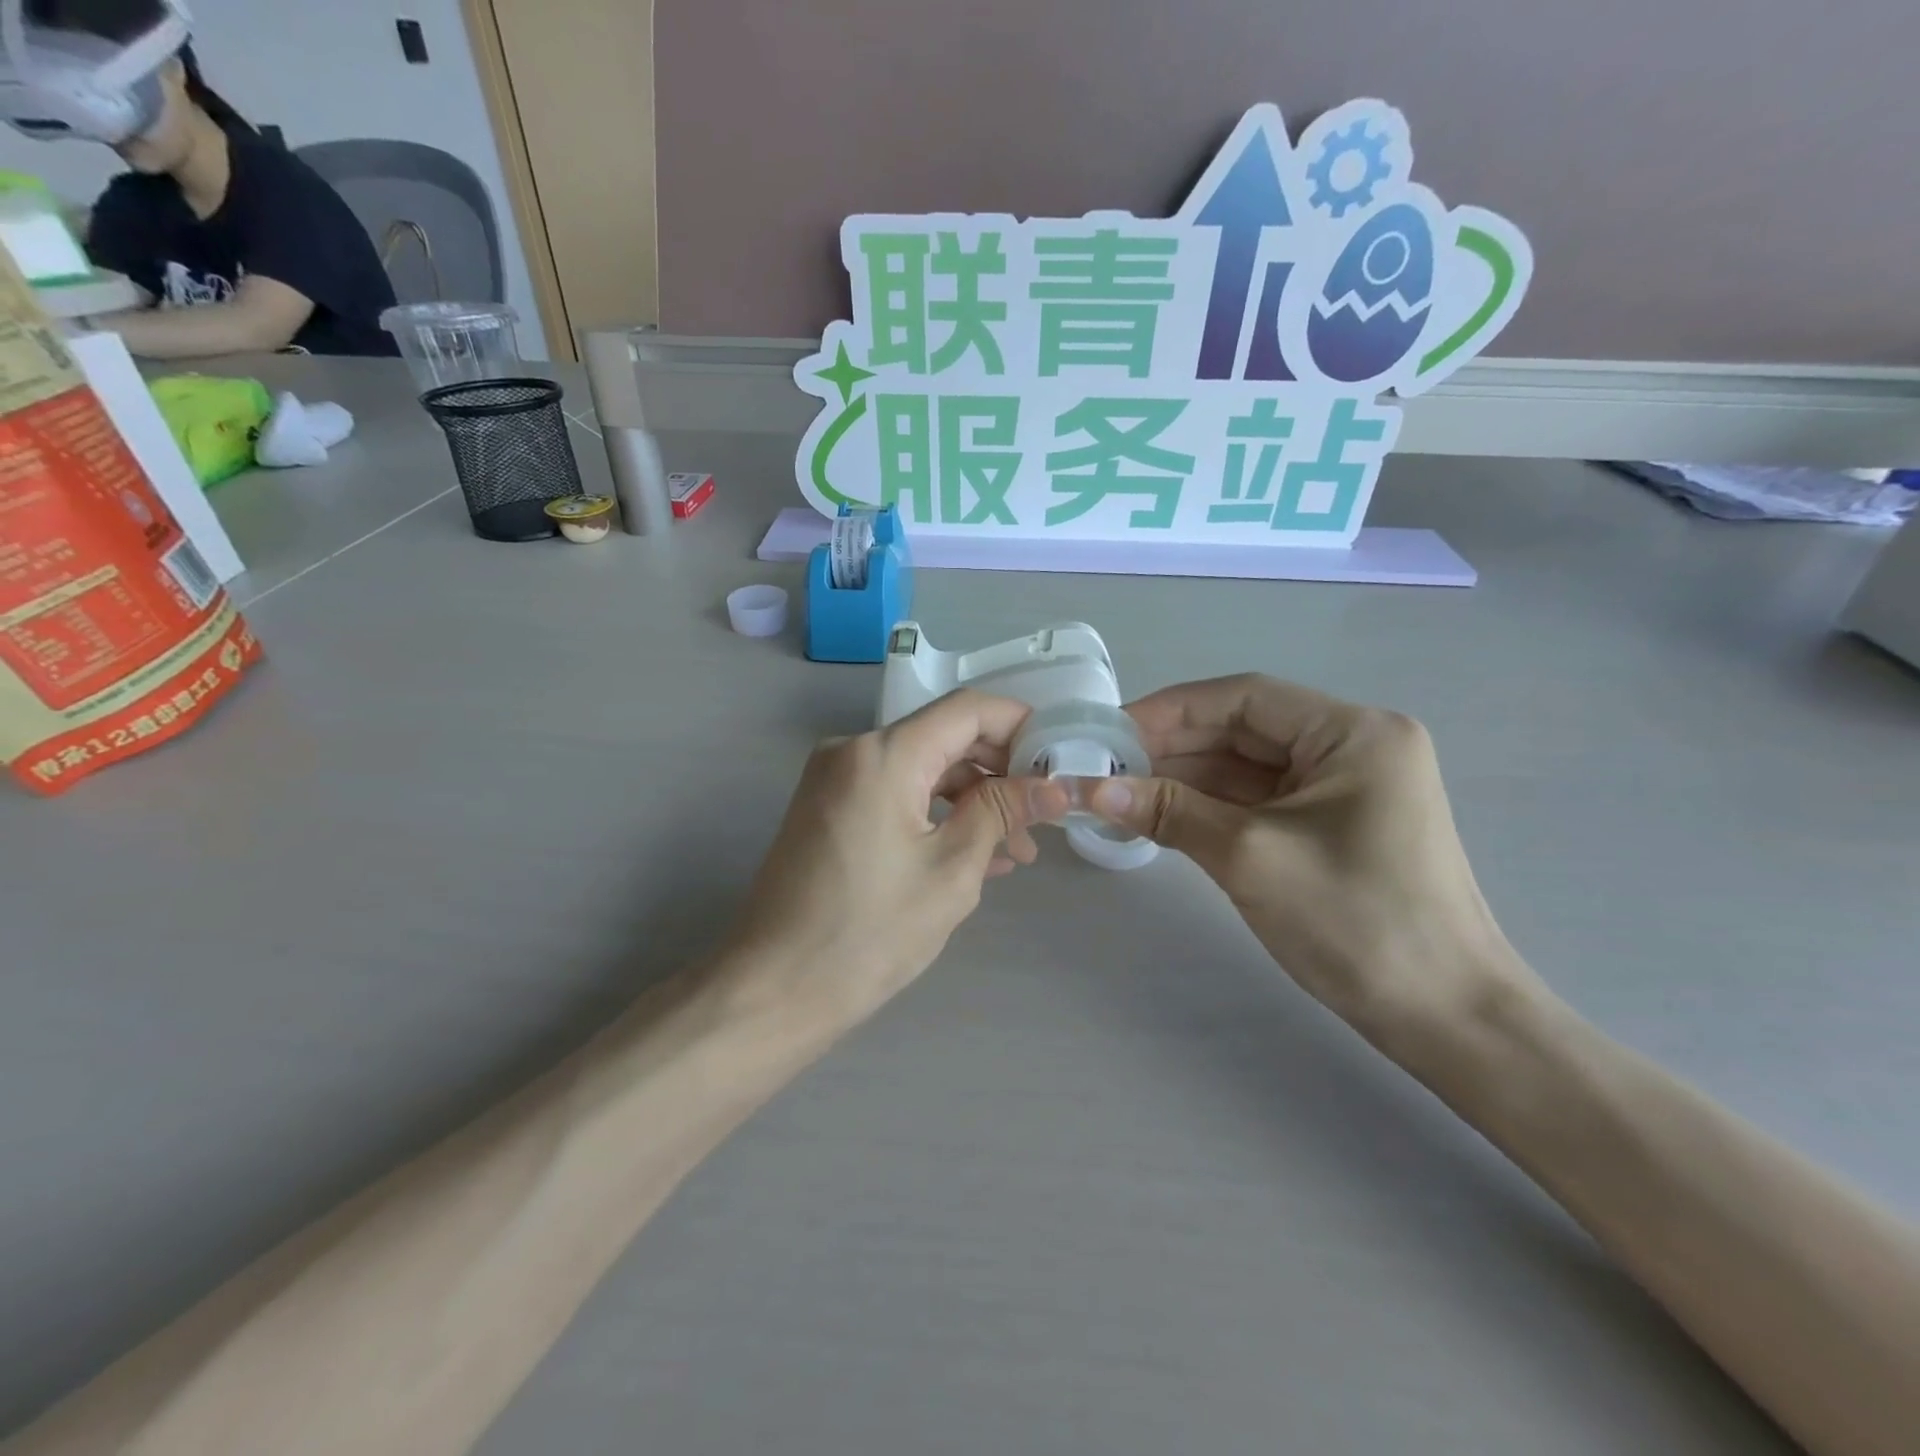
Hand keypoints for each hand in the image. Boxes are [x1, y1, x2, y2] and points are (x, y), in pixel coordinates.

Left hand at [727, 691, 1070, 1026]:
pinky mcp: (829, 808)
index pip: (968, 709)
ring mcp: (835, 779)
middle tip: (1045, 813)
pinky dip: (936, 814)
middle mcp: (853, 750)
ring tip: (1019, 848)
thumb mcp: (952, 870)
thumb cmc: (869, 933)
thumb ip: (1002, 812)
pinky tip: (977, 853)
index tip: (1060, 759)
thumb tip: (1053, 785)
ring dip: (972, 799)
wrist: (774, 990)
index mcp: (883, 754)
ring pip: (922, 768)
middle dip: (1000, 770)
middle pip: (945, 737)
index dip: (1021, 725)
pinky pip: (895, 793)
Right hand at [1085, 675, 1531, 1038]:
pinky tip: (1162, 815)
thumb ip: (1170, 811)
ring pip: (1248, 767)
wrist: (1447, 1018)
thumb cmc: (1357, 922)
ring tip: (1122, 791)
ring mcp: (1345, 789)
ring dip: (1187, 778)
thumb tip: (1093, 790)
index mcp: (1354, 733)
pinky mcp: (1333, 827)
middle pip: (1246, 729)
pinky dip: (1211, 806)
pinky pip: (1260, 801)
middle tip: (1107, 765)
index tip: (1112, 731)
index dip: (1172, 709)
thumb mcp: (1251, 857)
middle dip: (1174, 746)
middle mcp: (1354, 747)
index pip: (1246, 698)